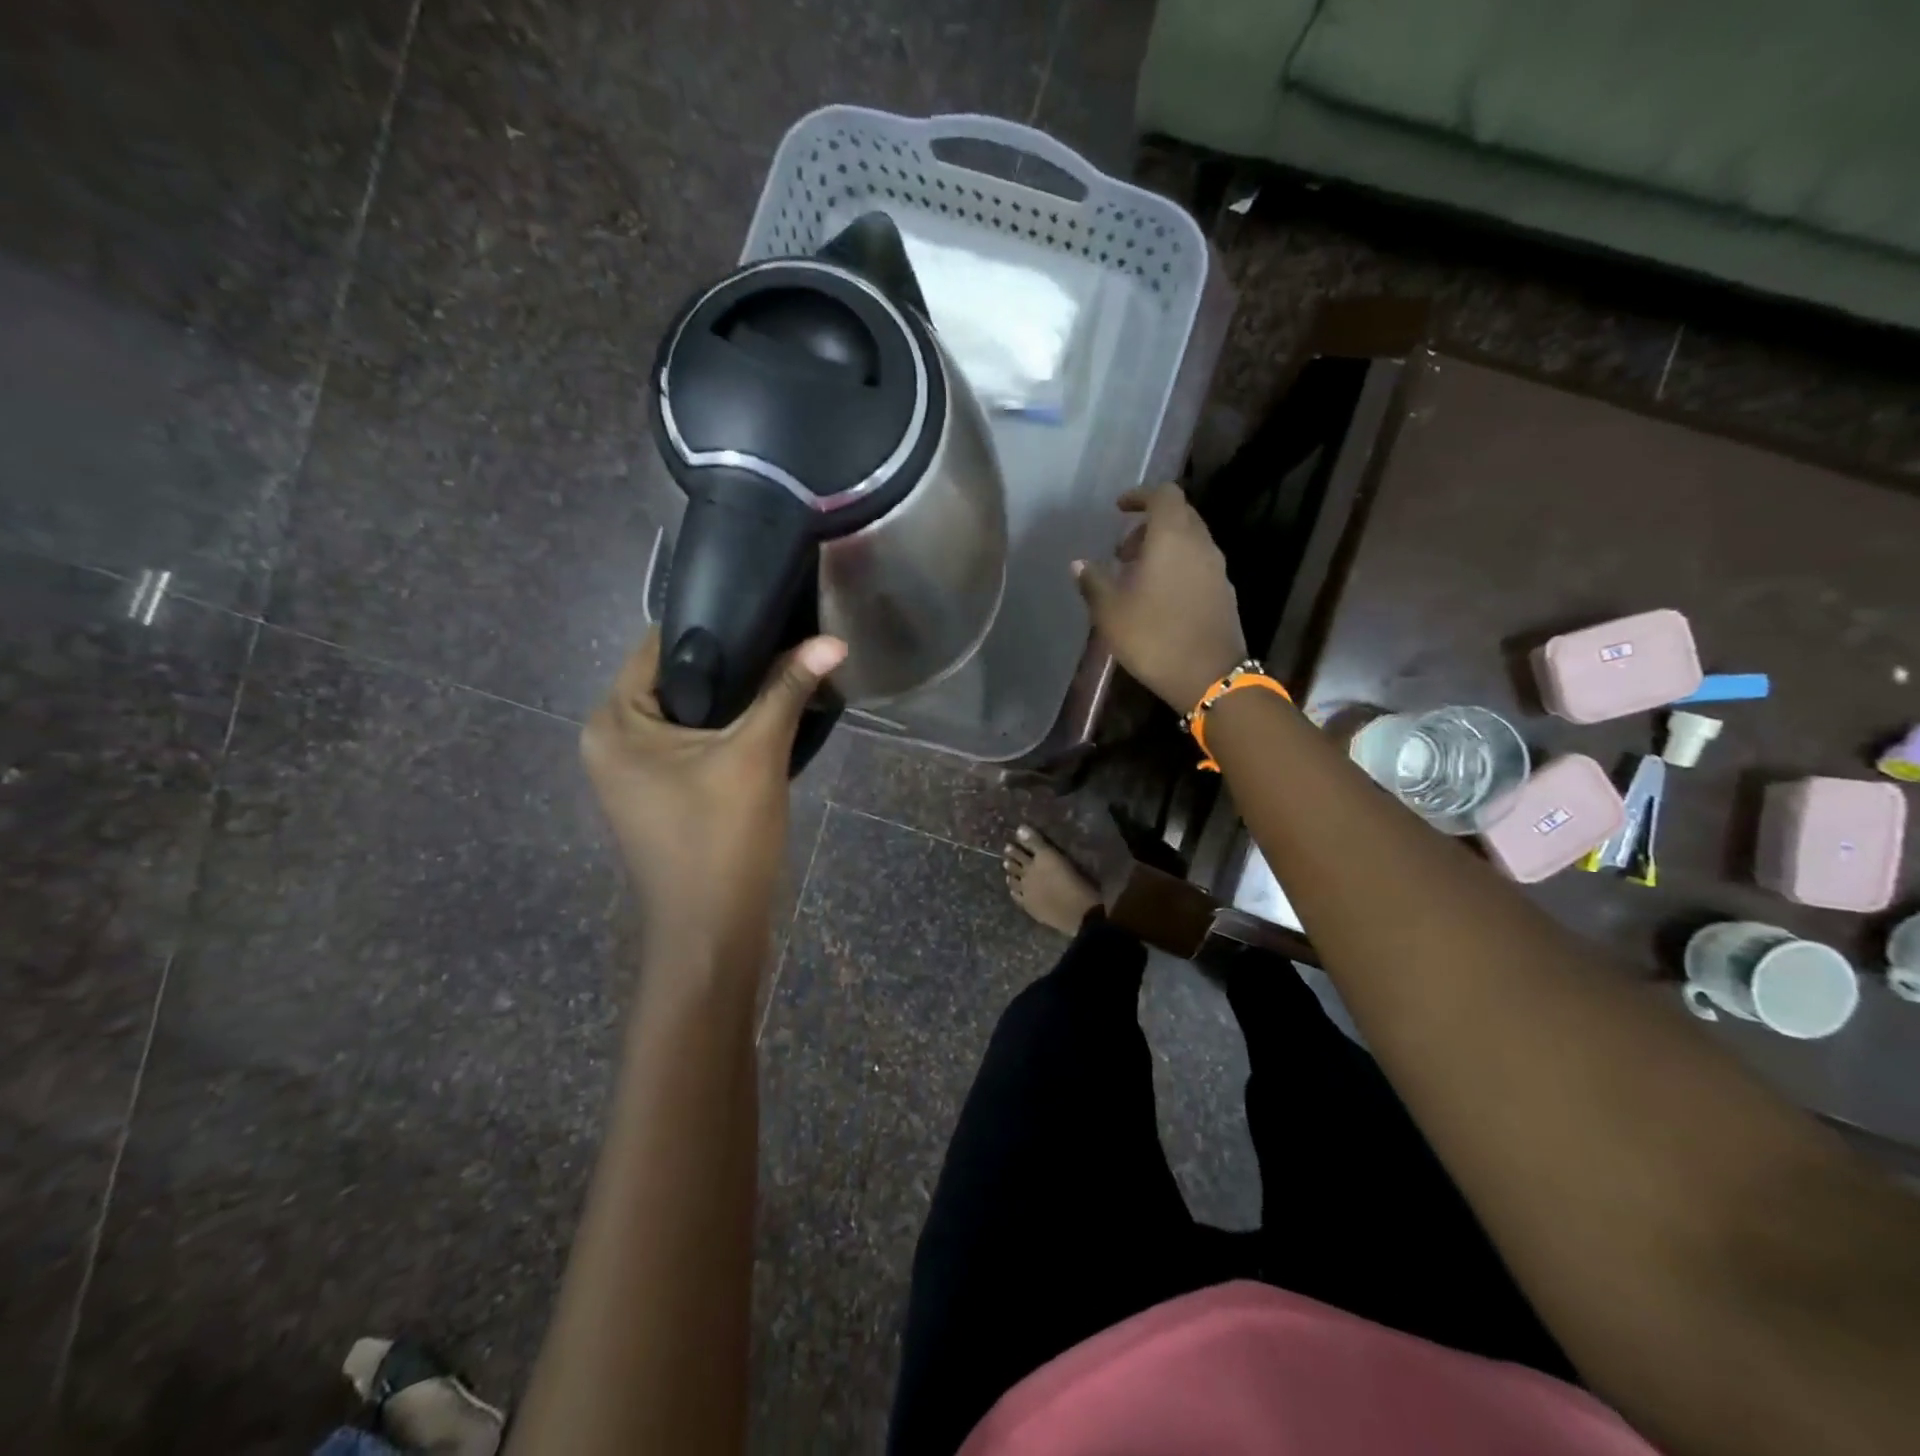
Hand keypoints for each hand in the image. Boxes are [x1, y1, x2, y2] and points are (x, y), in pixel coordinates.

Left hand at [581, 629, 846, 953]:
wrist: (712, 933)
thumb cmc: (721, 839)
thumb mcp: (757, 755)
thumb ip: (788, 691)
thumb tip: (831, 640)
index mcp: (613, 722)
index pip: (659, 646)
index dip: (715, 624)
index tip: (767, 612)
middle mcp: (610, 740)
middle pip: (675, 679)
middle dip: (731, 664)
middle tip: (786, 643)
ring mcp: (632, 772)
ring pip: (688, 714)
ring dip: (734, 699)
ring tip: (786, 673)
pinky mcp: (658, 795)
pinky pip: (691, 743)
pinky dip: (726, 731)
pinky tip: (769, 720)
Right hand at [1073, 482, 1245, 711]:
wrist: (1209, 677)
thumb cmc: (1154, 637)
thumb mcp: (1111, 612)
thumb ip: (1093, 582)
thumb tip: (1079, 564)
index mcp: (1173, 537)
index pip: (1164, 494)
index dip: (1140, 496)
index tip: (1119, 509)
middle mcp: (1201, 544)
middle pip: (1179, 516)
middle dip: (1149, 525)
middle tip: (1122, 551)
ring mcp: (1217, 569)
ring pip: (1190, 542)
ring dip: (1164, 548)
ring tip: (1136, 577)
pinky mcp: (1224, 593)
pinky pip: (1198, 565)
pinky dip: (1178, 567)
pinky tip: (1158, 597)